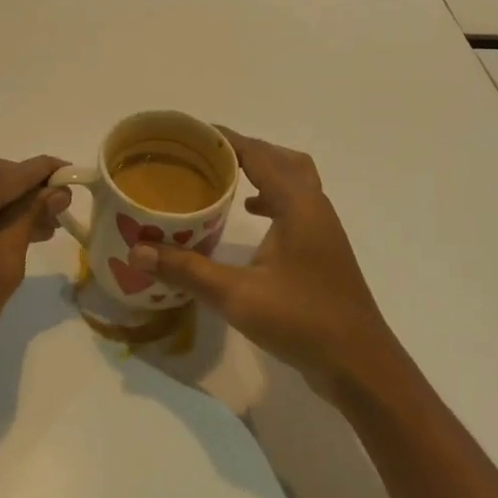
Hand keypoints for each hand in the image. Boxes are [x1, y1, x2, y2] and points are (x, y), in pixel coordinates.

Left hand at [0, 156, 70, 387]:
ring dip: (10, 200)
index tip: (77, 174)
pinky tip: (13, 226)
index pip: (15, 172)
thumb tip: (58, 191)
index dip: (48, 172)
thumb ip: (31, 217)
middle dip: (30, 190)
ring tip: (44, 225)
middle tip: (62, 211)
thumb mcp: (5, 263)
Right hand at [131, 128, 398, 400]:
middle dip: (246, 150)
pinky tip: (252, 216)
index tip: (192, 132)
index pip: (259, 155)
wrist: (360, 365)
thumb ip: (187, 271)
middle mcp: (314, 207)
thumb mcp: (237, 296)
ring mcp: (323, 229)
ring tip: (225, 178)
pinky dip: (272, 199)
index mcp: (298, 205)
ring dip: (263, 172)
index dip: (227, 139)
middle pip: (281, 159)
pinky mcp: (323, 249)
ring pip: (294, 181)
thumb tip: (137, 251)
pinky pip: (296, 205)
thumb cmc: (302, 321)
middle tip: (208, 154)